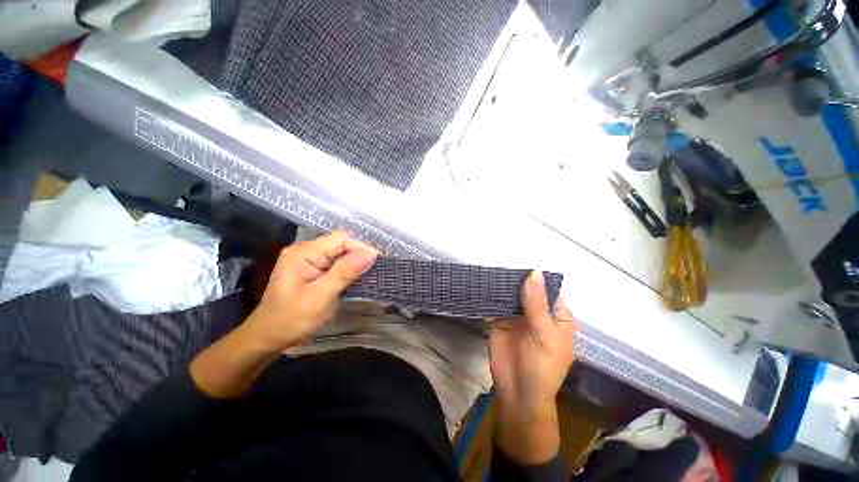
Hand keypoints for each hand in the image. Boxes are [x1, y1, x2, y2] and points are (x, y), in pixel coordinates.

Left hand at [246, 231, 377, 351]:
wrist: (269, 337)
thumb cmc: (292, 319)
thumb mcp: (320, 296)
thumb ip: (345, 272)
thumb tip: (371, 253)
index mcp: (304, 252)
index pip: (341, 239)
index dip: (361, 247)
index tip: (377, 262)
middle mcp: (306, 250)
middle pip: (341, 244)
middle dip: (360, 254)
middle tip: (376, 269)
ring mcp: (309, 260)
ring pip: (341, 253)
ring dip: (356, 262)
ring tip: (371, 272)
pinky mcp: (313, 269)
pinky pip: (336, 262)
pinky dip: (349, 268)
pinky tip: (357, 276)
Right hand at [490, 271, 576, 463]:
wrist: (517, 393)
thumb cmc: (542, 367)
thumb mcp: (544, 334)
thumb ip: (537, 303)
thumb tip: (534, 272)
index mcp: (556, 316)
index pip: (548, 289)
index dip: (537, 276)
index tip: (521, 257)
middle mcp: (537, 312)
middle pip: (528, 289)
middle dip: (517, 277)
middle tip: (502, 257)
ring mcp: (517, 315)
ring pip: (511, 295)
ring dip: (503, 284)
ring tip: (492, 264)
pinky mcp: (500, 320)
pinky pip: (497, 303)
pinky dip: (492, 294)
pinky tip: (484, 281)